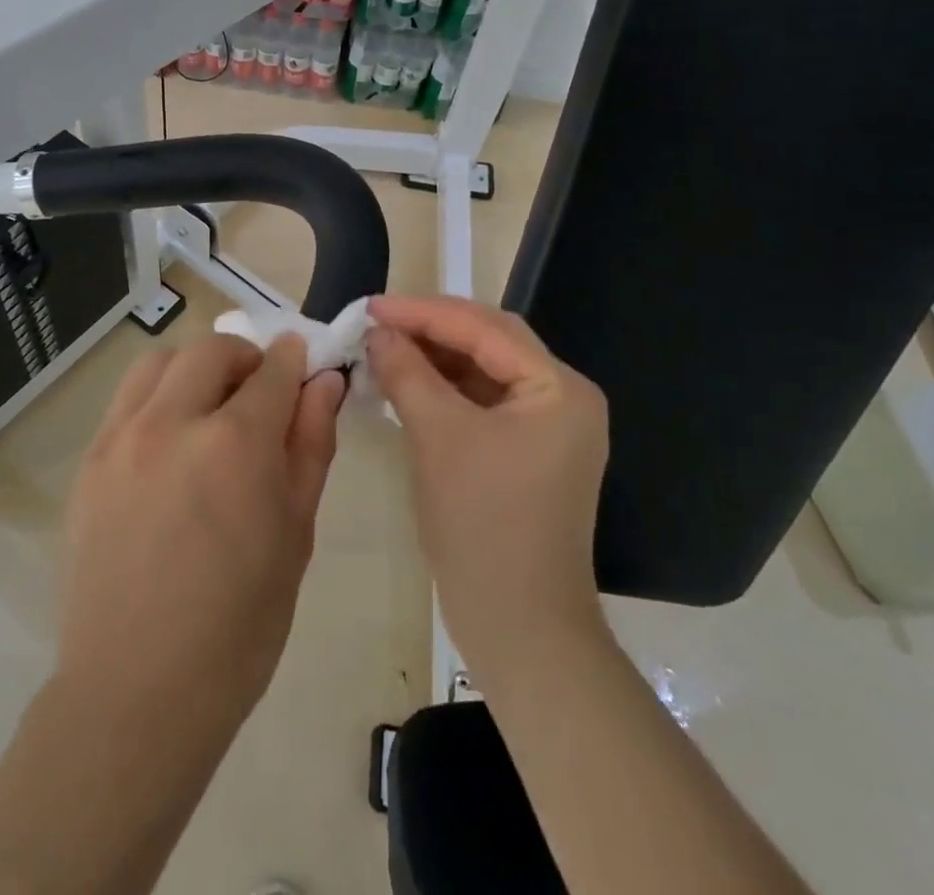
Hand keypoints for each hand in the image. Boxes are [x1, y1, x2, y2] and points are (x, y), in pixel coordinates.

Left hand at [57, 334, 346, 736]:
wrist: (137, 691)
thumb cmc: (238, 626)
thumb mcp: (295, 534)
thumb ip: (310, 446)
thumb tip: (324, 384)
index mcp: (235, 445)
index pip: (273, 370)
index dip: (294, 360)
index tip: (303, 366)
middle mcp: (173, 423)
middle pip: (212, 350)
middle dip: (246, 359)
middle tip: (258, 394)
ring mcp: (121, 438)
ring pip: (160, 361)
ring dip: (194, 369)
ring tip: (208, 409)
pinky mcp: (89, 460)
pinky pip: (126, 399)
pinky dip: (156, 397)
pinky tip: (168, 443)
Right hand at [366, 295, 610, 689]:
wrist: (519, 628)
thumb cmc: (483, 525)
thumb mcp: (438, 437)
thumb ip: (406, 372)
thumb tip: (377, 332)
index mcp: (558, 388)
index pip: (485, 328)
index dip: (423, 312)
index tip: (371, 305)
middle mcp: (562, 398)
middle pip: (489, 341)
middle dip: (430, 327)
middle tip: (377, 321)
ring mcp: (547, 426)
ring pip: (483, 369)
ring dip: (434, 356)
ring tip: (384, 347)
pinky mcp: (526, 450)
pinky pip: (481, 401)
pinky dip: (443, 388)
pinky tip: (406, 382)